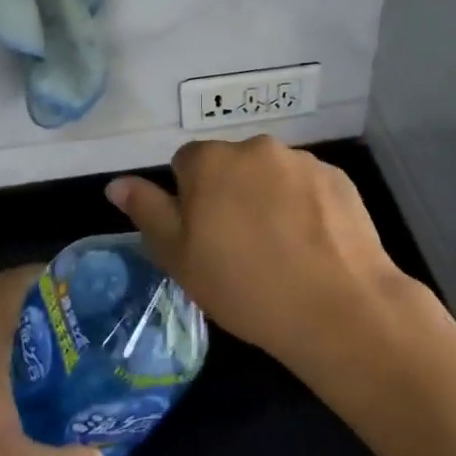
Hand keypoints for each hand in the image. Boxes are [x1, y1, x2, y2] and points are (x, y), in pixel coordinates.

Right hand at [105, 136, 435, 376]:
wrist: (337, 307)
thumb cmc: (244, 285)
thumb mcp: (179, 257)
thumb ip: (148, 212)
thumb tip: (116, 184)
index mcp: (211, 161)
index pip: (186, 163)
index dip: (190, 199)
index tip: (204, 237)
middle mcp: (256, 148)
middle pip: (232, 165)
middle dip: (230, 193)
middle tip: (241, 246)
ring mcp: (302, 161)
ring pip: (272, 175)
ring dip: (269, 198)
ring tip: (283, 250)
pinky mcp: (339, 178)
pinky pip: (308, 187)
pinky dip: (305, 207)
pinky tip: (313, 246)